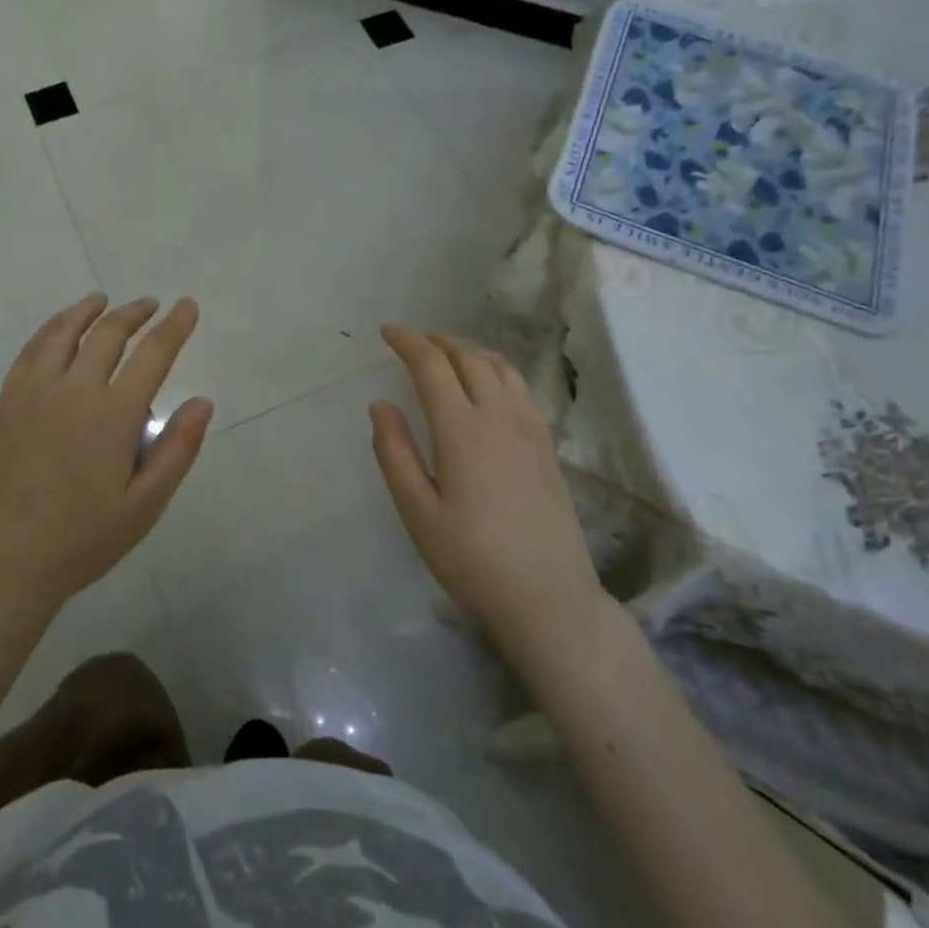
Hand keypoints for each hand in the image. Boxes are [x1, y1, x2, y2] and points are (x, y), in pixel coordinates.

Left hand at [0, 294, 213, 615]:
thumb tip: (202, 402)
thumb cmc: (82, 539)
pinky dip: (51, 329)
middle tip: (152, 304)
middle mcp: (72, 389)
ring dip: (89, 311)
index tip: (187, 306)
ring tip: (104, 301)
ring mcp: (33, 392)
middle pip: (108, 334)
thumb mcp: (144, 506)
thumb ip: (177, 450)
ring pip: (64, 333)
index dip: (174, 327)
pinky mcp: (6, 402)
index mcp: (112, 414)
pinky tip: (59, 329)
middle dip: (135, 313)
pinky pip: (31, 350)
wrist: (2, 561)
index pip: (152, 354)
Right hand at [369, 326, 606, 649]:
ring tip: (447, 357)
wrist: (548, 596)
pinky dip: (495, 369)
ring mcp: (530, 428)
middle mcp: (500, 417)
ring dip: (469, 351)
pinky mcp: (547, 445)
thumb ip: (394, 453)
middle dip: (437, 342)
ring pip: (500, 367)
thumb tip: (380, 405)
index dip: (408, 342)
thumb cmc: (471, 558)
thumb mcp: (417, 512)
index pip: (432, 366)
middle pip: (469, 357)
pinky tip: (486, 387)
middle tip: (413, 344)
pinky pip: (520, 387)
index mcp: (462, 430)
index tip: (387, 332)